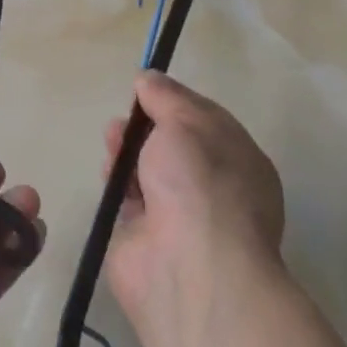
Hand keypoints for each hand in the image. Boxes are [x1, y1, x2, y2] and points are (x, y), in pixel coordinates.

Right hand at [102, 71, 288, 346]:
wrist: (190, 267)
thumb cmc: (200, 183)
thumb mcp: (186, 121)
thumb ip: (166, 97)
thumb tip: (148, 79)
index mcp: (238, 160)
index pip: (204, 121)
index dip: (174, 102)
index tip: (145, 89)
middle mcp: (214, 189)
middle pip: (172, 145)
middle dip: (145, 126)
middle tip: (124, 119)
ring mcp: (180, 217)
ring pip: (147, 170)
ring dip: (127, 151)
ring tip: (112, 141)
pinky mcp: (146, 238)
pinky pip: (128, 199)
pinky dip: (116, 183)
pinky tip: (108, 173)